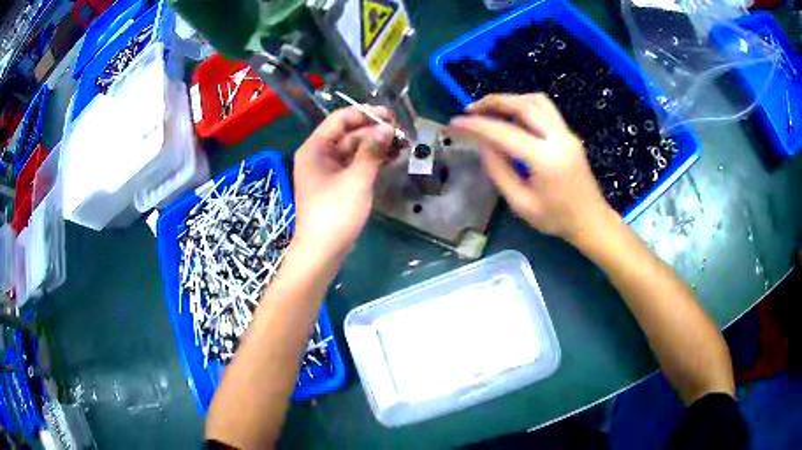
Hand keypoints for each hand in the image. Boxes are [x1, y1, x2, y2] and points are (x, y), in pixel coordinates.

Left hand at [292, 106, 394, 259]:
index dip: (365, 114)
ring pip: (354, 150)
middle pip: (348, 134)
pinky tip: (391, 160)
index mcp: (315, 148)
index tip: (390, 116)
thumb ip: (372, 151)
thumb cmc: (335, 213)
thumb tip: (387, 128)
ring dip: (376, 147)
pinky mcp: (336, 185)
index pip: (340, 119)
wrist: (322, 251)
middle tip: (402, 134)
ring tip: (402, 146)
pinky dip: (371, 161)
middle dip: (375, 132)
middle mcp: (319, 155)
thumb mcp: (356, 179)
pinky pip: (354, 165)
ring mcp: (327, 171)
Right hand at [447, 93, 614, 242]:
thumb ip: (499, 171)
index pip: (505, 133)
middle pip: (524, 104)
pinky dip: (524, 105)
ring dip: (511, 99)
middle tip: (471, 109)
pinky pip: (545, 109)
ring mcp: (567, 133)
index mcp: (545, 159)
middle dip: (494, 101)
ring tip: (490, 109)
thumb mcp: (521, 203)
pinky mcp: (569, 134)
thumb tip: (483, 144)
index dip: (477, 125)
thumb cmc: (555, 218)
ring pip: (537, 101)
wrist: (590, 220)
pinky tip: (511, 116)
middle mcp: (558, 138)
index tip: (456, 122)